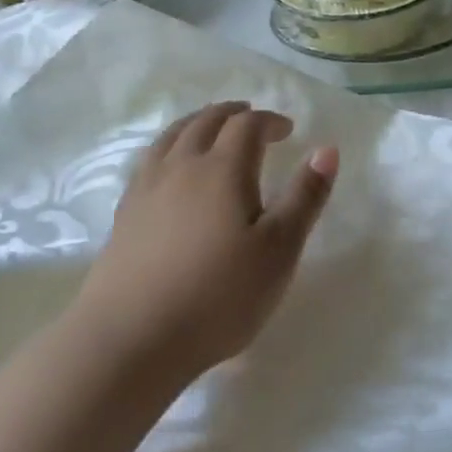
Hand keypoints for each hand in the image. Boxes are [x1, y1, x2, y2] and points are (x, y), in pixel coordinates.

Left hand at [72, 102, 337, 378]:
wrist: (132, 337)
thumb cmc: (219, 295)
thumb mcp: (279, 250)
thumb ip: (305, 197)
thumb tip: (327, 150)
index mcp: (222, 168)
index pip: (247, 126)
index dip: (270, 121)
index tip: (288, 130)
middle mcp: (181, 166)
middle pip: (205, 121)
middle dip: (232, 114)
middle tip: (250, 118)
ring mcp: (146, 188)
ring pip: (172, 136)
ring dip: (197, 123)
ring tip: (209, 129)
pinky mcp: (124, 213)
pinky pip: (149, 161)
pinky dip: (169, 148)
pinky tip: (170, 169)